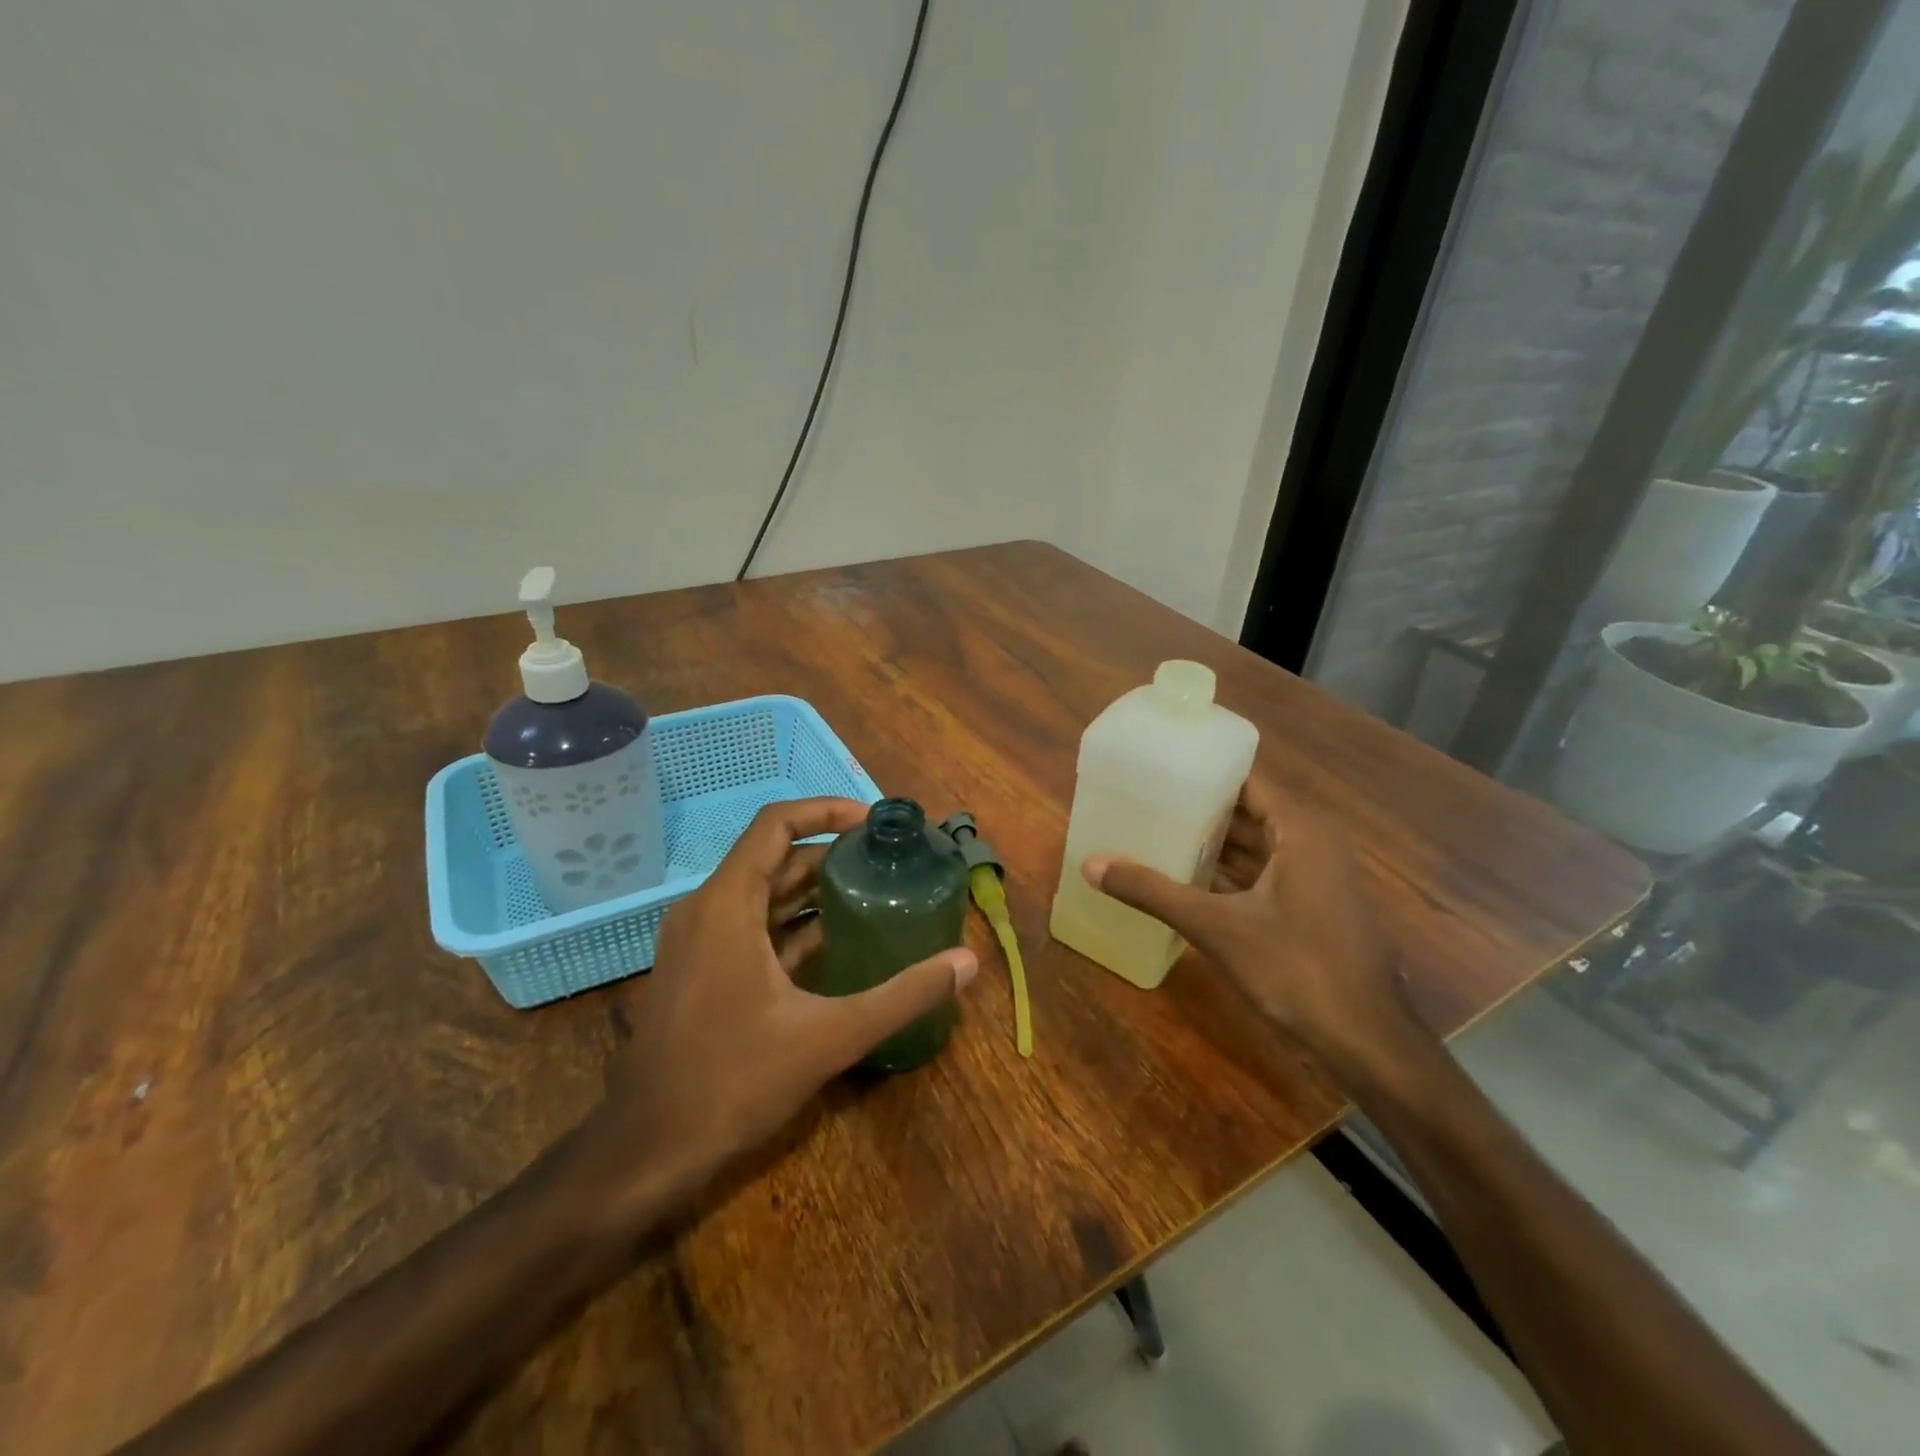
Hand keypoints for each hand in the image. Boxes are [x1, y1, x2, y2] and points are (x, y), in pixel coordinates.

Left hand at [567, 799, 978, 1225]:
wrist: (649, 1148)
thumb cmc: (734, 1080)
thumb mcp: (830, 1036)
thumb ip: (902, 995)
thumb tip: (966, 962)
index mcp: (727, 904)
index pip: (776, 824)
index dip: (826, 810)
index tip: (873, 822)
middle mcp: (706, 909)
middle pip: (774, 858)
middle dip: (831, 854)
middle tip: (887, 862)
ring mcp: (698, 940)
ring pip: (763, 894)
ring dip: (814, 890)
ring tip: (873, 894)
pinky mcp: (700, 969)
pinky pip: (751, 926)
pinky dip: (793, 924)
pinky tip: (838, 942)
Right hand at [1083, 776, 1424, 1079]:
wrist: (1368, 1041)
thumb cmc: (1296, 968)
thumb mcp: (1216, 927)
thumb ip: (1153, 892)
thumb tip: (1091, 864)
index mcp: (1301, 829)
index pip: (1246, 780)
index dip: (1202, 771)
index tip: (1157, 768)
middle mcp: (1312, 843)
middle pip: (1247, 812)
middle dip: (1198, 809)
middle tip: (1145, 801)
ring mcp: (1316, 877)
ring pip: (1255, 846)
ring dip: (1211, 844)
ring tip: (1155, 834)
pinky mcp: (1313, 908)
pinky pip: (1263, 875)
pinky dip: (1228, 874)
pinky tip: (1186, 880)